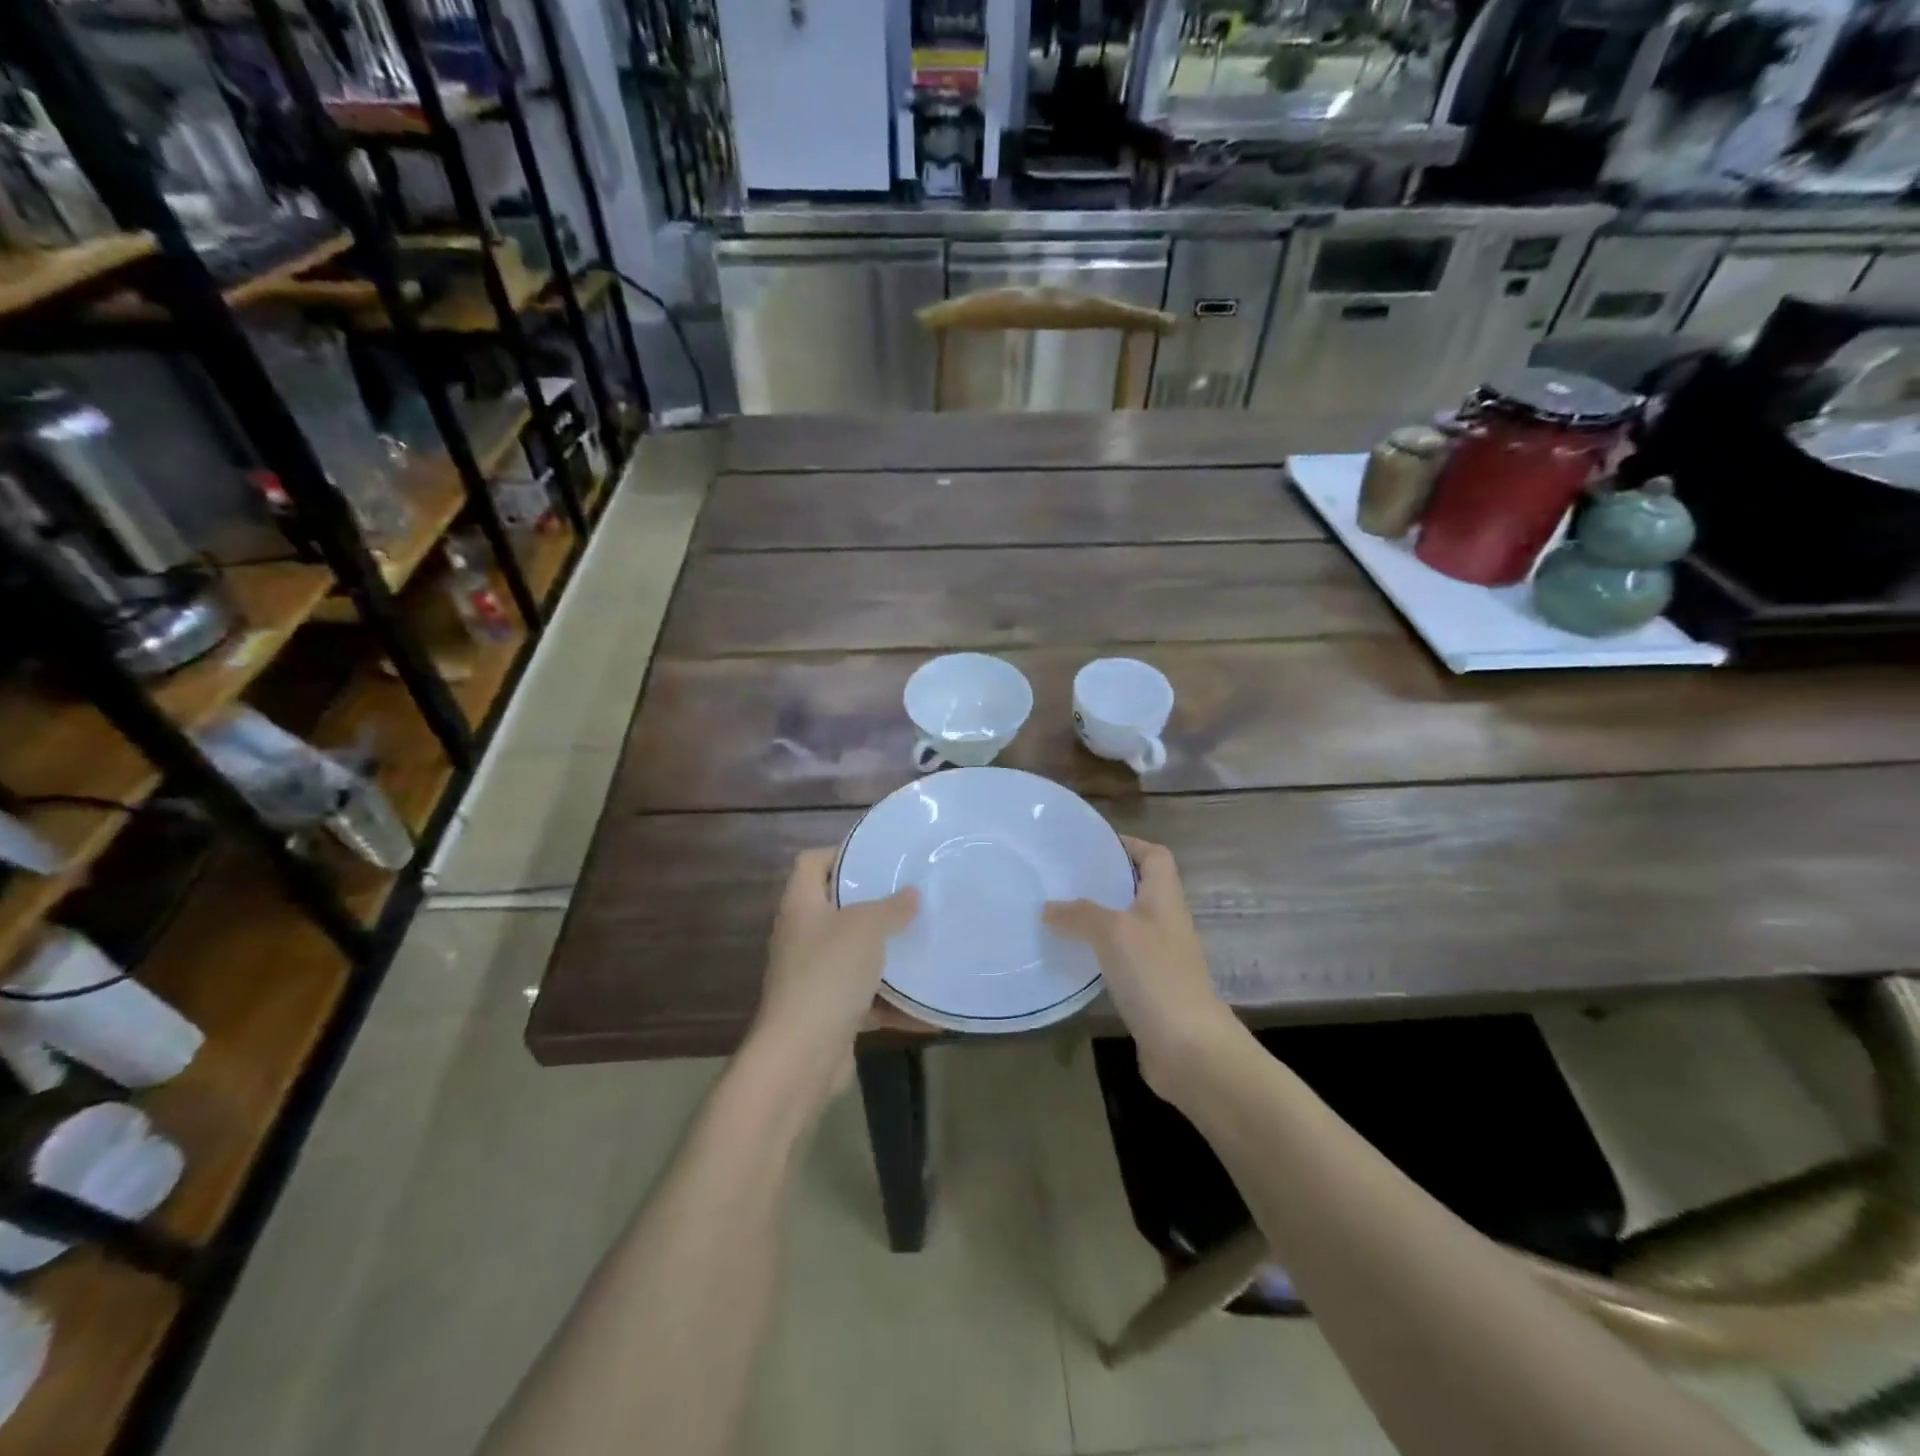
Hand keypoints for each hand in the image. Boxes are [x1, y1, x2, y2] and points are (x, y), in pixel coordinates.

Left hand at [747, 848, 918, 1106]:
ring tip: (921, 940)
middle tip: (909, 896)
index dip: (839, 853)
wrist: (801, 1055)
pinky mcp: (827, 1012)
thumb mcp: (866, 929)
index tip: (877, 857)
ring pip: (852, 954)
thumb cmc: (829, 974)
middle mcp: (801, 937)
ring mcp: (812, 976)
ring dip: (883, 954)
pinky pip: (863, 998)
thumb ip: (891, 908)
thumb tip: (912, 893)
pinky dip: (890, 1001)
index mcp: (801, 906)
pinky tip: (924, 1003)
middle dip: (872, 905)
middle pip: (835, 908)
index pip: (811, 863)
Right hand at [1044, 837, 1236, 1097]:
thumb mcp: (1113, 932)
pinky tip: (1072, 957)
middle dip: (1104, 881)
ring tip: (1058, 913)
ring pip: (1126, 925)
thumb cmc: (1156, 976)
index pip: (1154, 856)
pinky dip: (1098, 953)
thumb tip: (1049, 908)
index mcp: (1165, 898)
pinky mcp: (1150, 989)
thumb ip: (1080, 914)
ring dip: (1097, 918)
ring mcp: (1160, 957)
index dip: (1128, 844)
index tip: (1091, 845)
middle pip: (1138, 889)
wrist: (1190, 1049)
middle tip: (1062, 877)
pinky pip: (1120, 958)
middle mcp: (1166, 922)